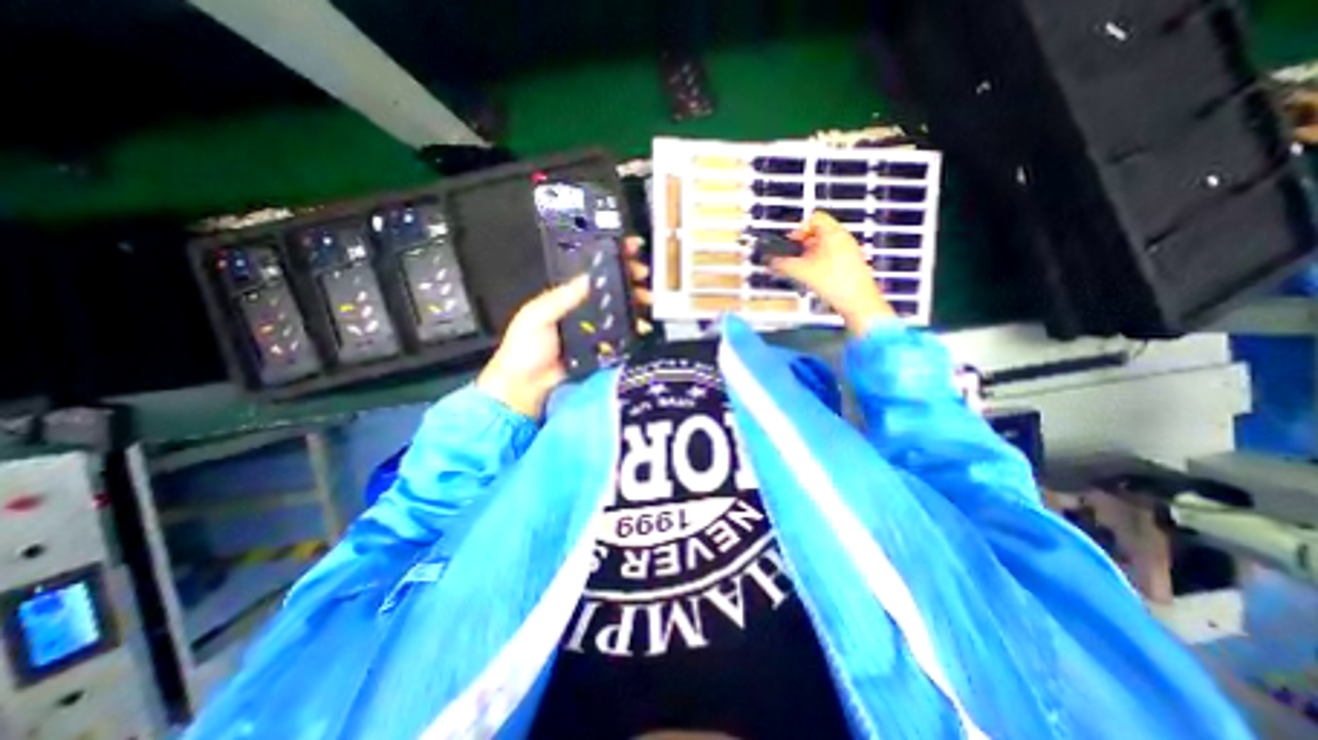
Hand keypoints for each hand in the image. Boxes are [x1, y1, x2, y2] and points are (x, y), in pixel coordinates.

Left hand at [481, 236, 651, 419]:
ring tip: (647, 300)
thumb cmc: (525, 348)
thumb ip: (560, 298)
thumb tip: (586, 278)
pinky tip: (642, 326)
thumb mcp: (537, 316)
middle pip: (610, 289)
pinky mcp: (601, 347)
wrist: (527, 385)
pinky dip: (633, 329)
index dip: (609, 258)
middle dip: (629, 278)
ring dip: (635, 302)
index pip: (590, 272)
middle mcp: (583, 309)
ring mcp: (593, 329)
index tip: (628, 249)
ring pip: (619, 310)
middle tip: (643, 276)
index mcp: (566, 297)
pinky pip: (621, 335)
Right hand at [774, 207, 895, 334]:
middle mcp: (843, 238)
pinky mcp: (851, 263)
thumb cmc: (834, 282)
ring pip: (824, 245)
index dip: (799, 228)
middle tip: (793, 257)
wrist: (858, 301)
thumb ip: (783, 264)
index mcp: (833, 233)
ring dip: (810, 255)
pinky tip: (815, 277)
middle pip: (818, 232)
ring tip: (802, 269)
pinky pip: (832, 256)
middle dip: (802, 244)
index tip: (791, 242)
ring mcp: (849, 250)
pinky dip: (820, 262)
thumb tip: (772, 262)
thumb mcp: (801, 272)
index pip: (814, 217)